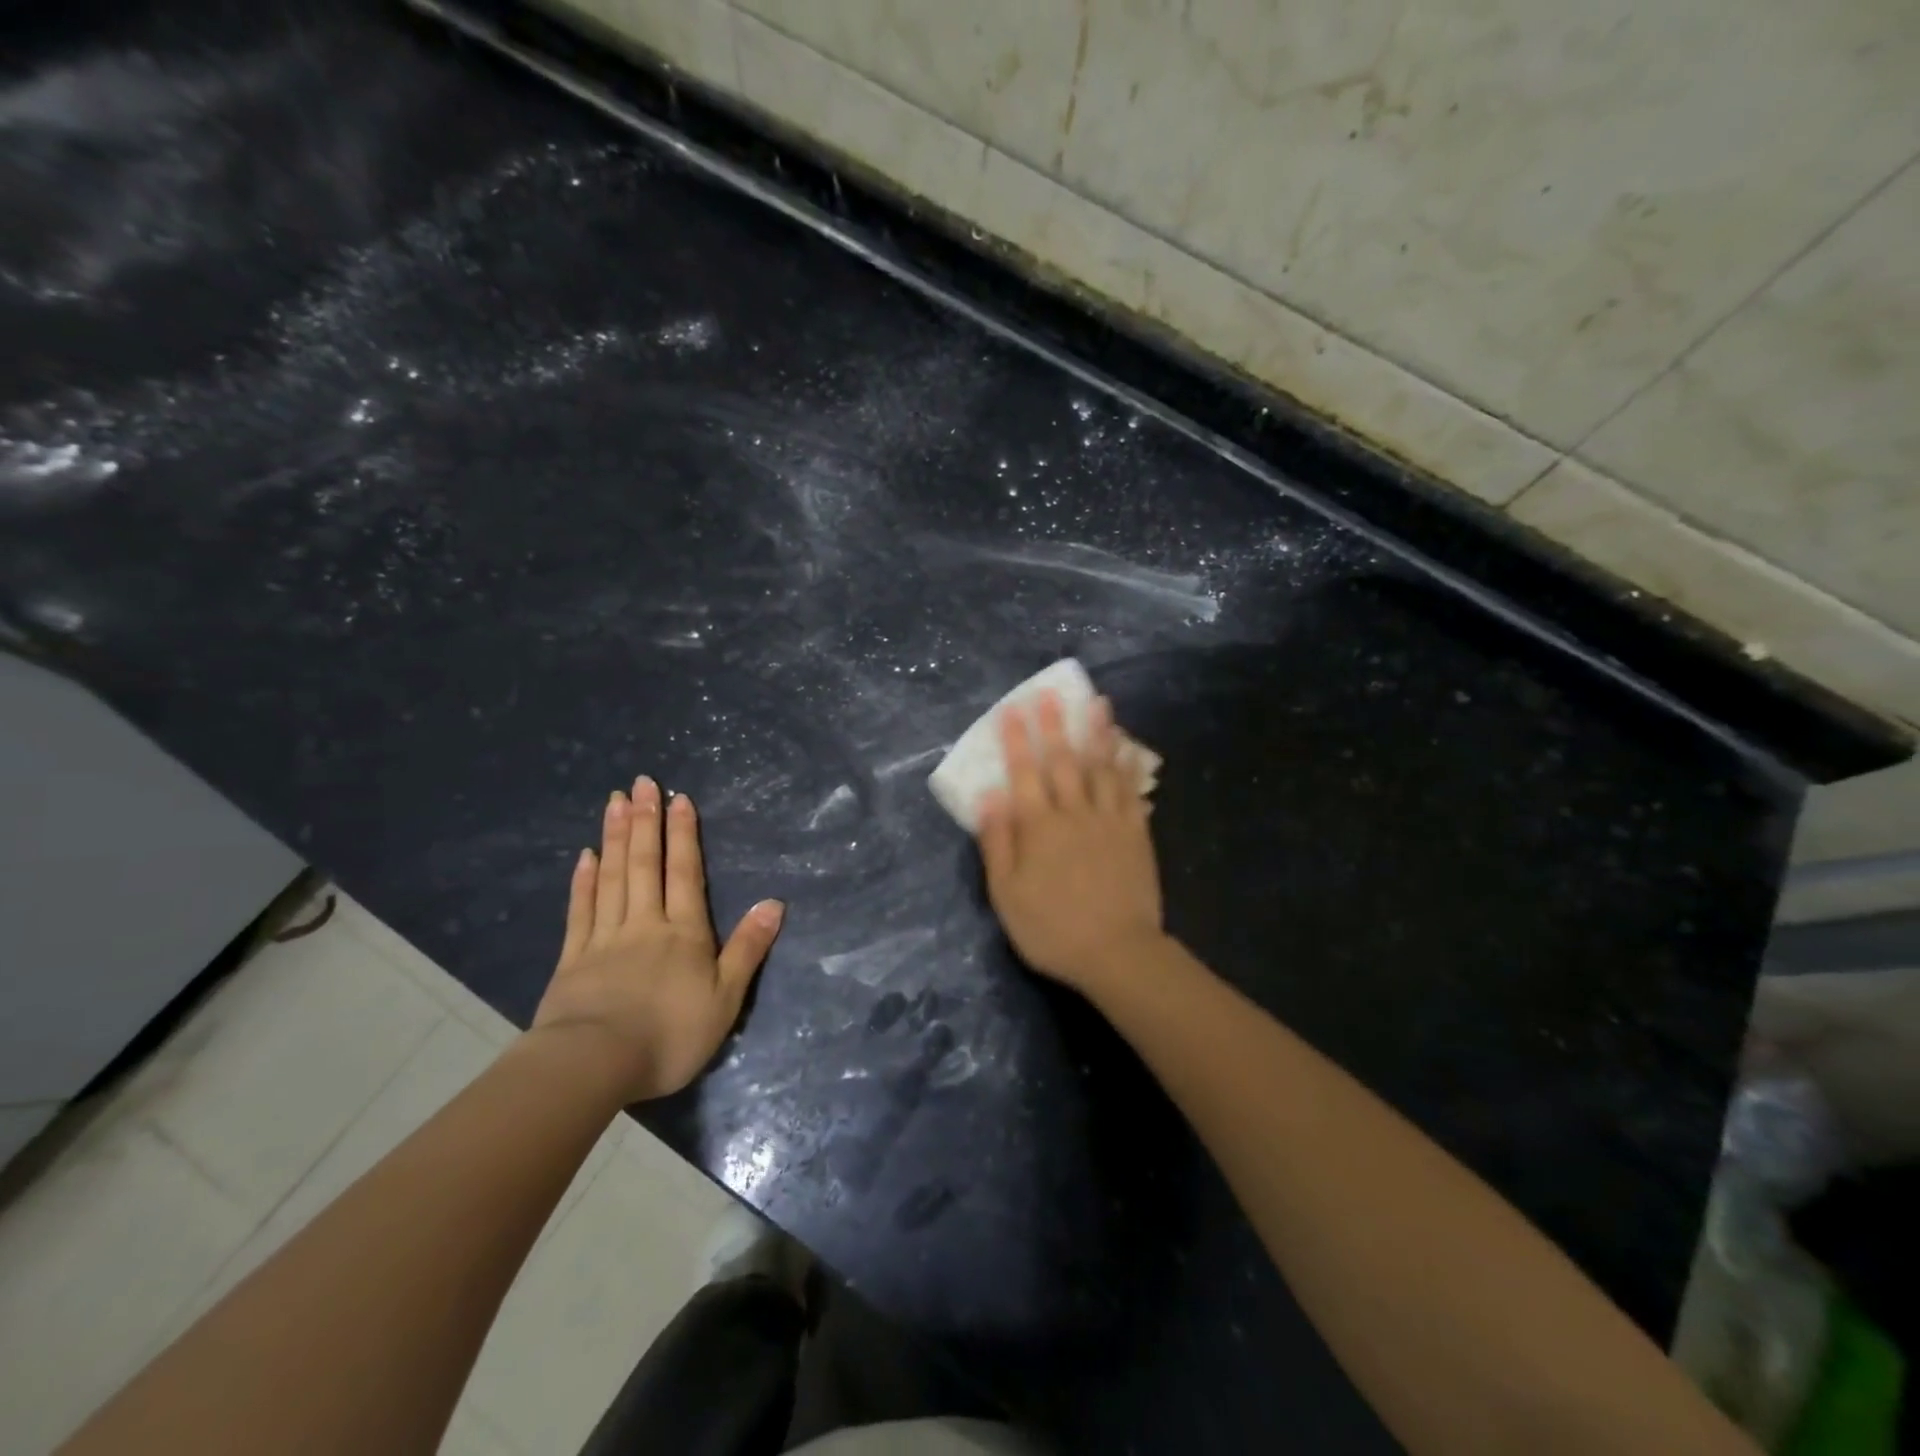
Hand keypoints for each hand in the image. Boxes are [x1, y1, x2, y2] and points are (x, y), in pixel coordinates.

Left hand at [534, 777, 784, 1102]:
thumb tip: (775, 902)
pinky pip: (580, 910)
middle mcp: (645, 923)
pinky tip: (584, 856)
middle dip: (645, 821)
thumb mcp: (726, 998)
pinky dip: (584, 881)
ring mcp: (605, 938)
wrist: (595, 1065)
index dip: (683, 835)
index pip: (685, 873)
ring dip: (614, 837)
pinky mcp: (572, 959)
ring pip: (612, 877)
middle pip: (645, 864)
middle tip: (641, 783)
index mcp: (684, 932)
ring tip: (614, 802)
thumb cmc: (671, 1034)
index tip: (678, 799)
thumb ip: (748, 948)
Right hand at [975, 692, 1164, 993]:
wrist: (1117, 952)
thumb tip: (988, 797)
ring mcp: (1109, 820)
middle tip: (1051, 693)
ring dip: (1097, 732)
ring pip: (1102, 766)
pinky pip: (1131, 790)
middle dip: (1055, 724)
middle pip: (1063, 761)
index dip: (1017, 740)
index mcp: (1038, 827)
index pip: (1024, 773)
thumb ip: (997, 844)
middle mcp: (1073, 813)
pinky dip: (1128, 765)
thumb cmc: (1052, 929)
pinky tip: (1128, 747)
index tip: (1011, 710)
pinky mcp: (1136, 832)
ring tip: (1097, 702)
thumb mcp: (1007, 895)